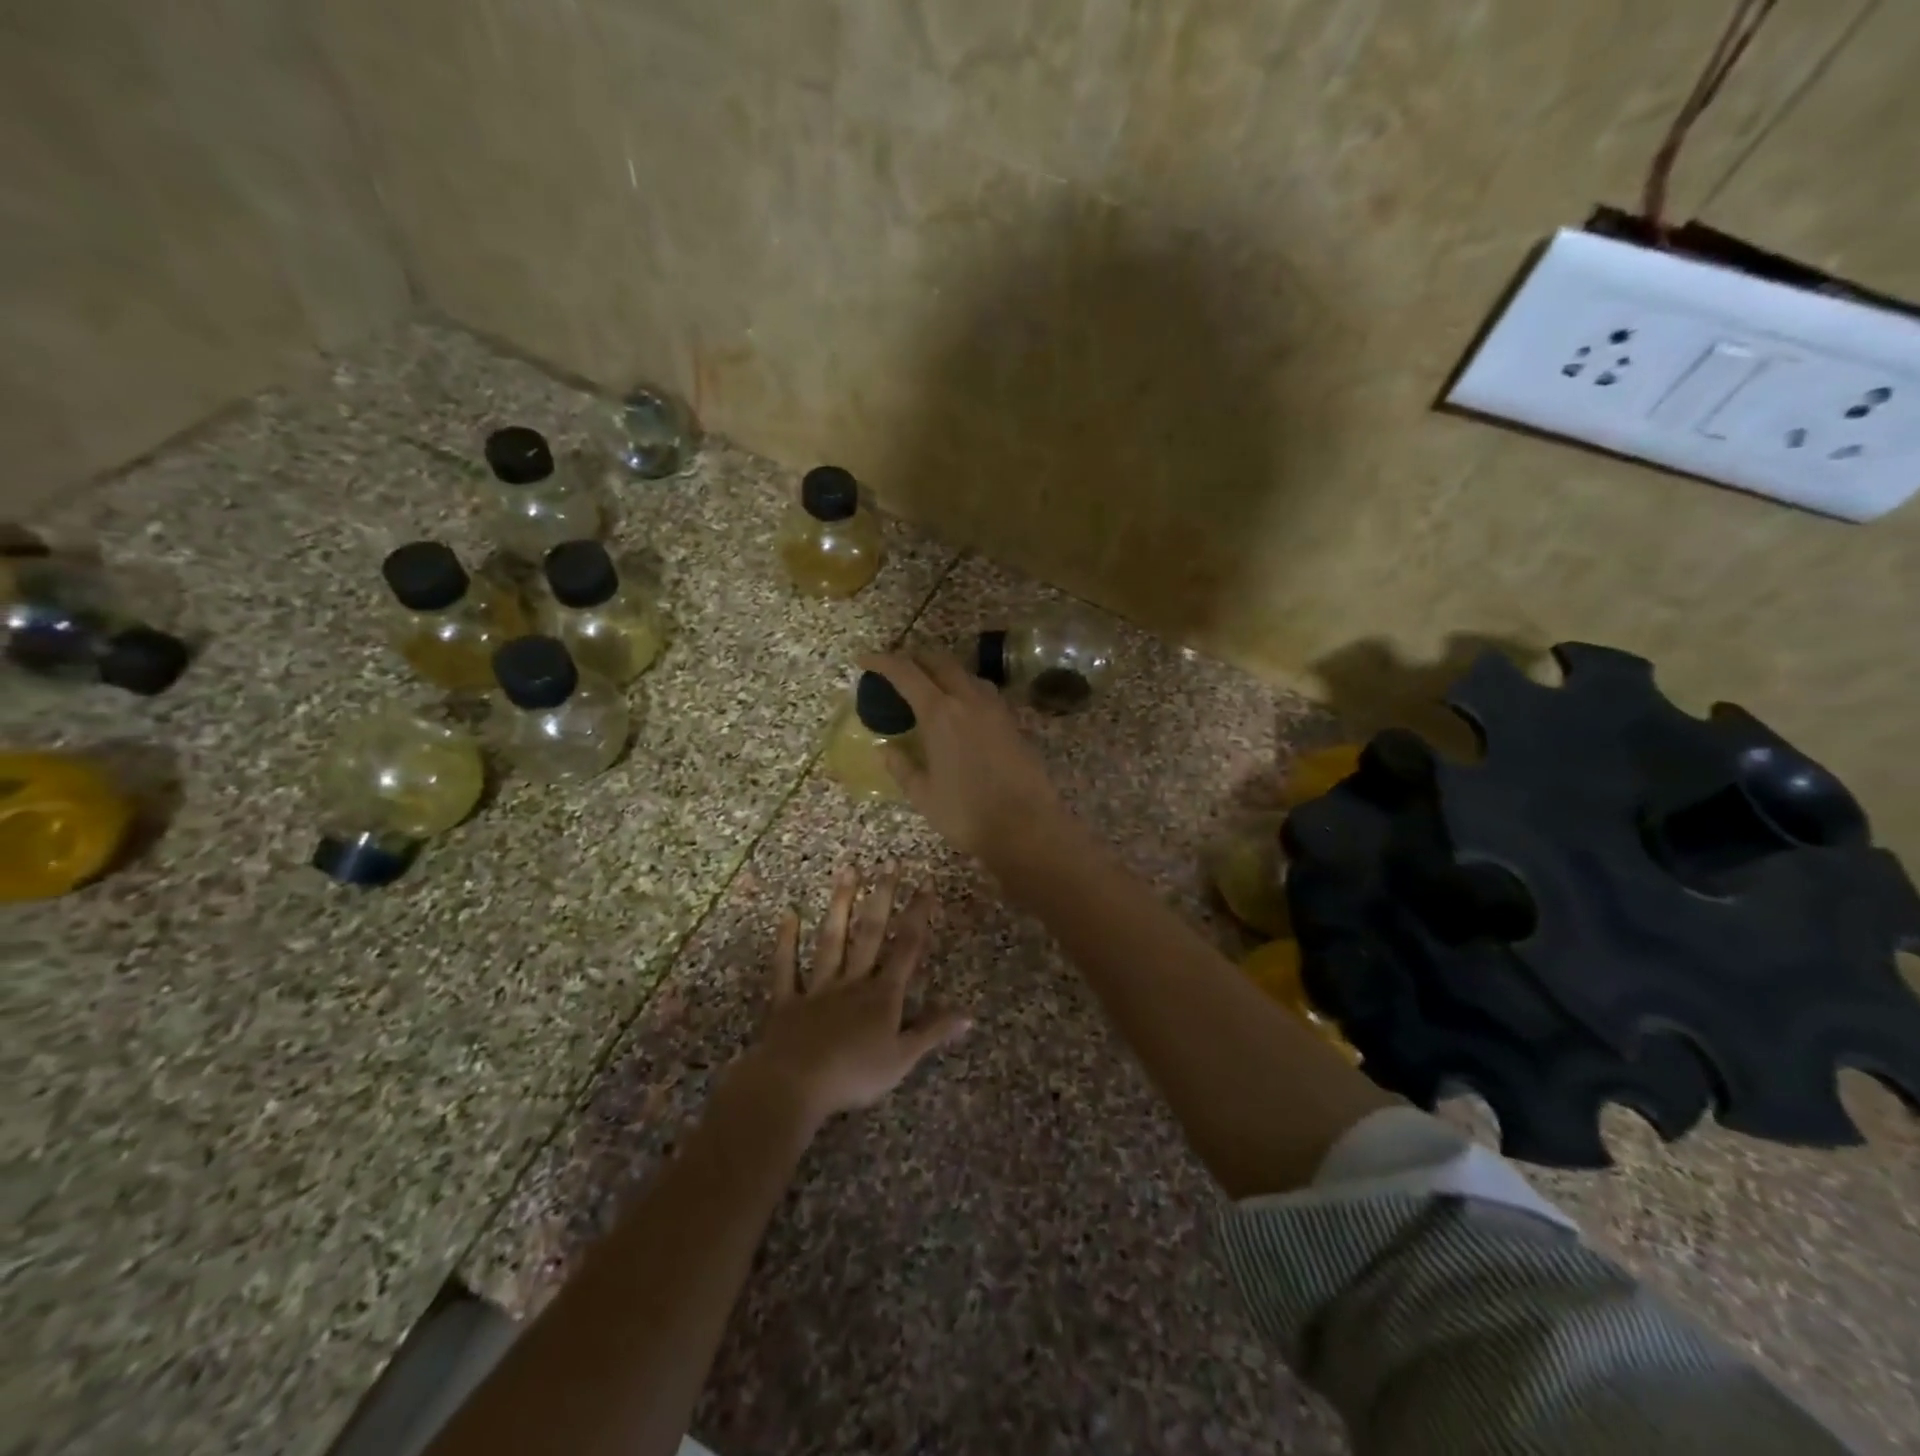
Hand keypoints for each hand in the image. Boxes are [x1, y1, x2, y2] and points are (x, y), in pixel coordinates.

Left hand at [735, 864, 970, 1126]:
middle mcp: (852, 982)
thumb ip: (932, 1032)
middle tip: (889, 863)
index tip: (925, 885)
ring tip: (848, 871)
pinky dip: (786, 941)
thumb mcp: (902, 1059)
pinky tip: (789, 914)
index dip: (918, 916)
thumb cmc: (854, 1075)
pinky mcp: (787, 1001)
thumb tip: (969, 1014)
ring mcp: (818, 988)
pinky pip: (787, 967)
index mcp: (882, 996)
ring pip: (832, 940)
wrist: (794, 1085)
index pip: (906, 949)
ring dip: (841, 905)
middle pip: (870, 934)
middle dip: (883, 897)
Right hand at [859, 650, 1072, 863]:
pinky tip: (961, 708)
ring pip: (966, 674)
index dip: (882, 662)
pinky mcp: (1013, 722)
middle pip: (940, 662)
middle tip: (898, 668)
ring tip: (929, 686)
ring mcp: (996, 708)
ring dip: (944, 671)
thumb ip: (901, 767)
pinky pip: (984, 692)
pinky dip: (965, 688)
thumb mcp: (923, 795)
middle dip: (915, 658)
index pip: (906, 673)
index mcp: (940, 713)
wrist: (1026, 827)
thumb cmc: (966, 813)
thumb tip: (886, 749)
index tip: (864, 659)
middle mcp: (969, 700)